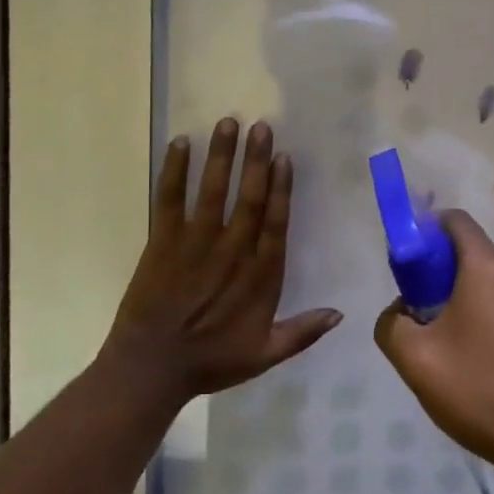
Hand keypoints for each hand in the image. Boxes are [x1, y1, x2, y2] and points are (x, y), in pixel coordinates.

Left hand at [104, 118, 340, 405]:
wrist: (151, 369)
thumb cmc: (211, 361)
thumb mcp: (264, 354)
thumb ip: (303, 332)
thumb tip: (341, 314)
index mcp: (260, 275)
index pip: (275, 223)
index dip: (282, 189)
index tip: (285, 158)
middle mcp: (231, 251)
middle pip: (249, 198)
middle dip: (256, 161)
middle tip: (262, 127)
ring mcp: (195, 243)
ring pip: (213, 191)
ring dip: (221, 156)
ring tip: (228, 124)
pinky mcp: (162, 242)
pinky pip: (169, 200)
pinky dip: (174, 172)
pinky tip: (180, 144)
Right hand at [373, 210, 493, 475]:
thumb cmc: (482, 389)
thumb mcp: (415, 360)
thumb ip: (391, 324)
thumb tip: (401, 312)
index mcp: (487, 266)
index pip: (453, 220)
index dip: (424, 232)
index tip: (408, 268)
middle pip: (470, 255)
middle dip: (440, 278)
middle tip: (423, 321)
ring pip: (490, 284)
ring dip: (464, 303)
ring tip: (452, 353)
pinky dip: (489, 320)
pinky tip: (482, 366)